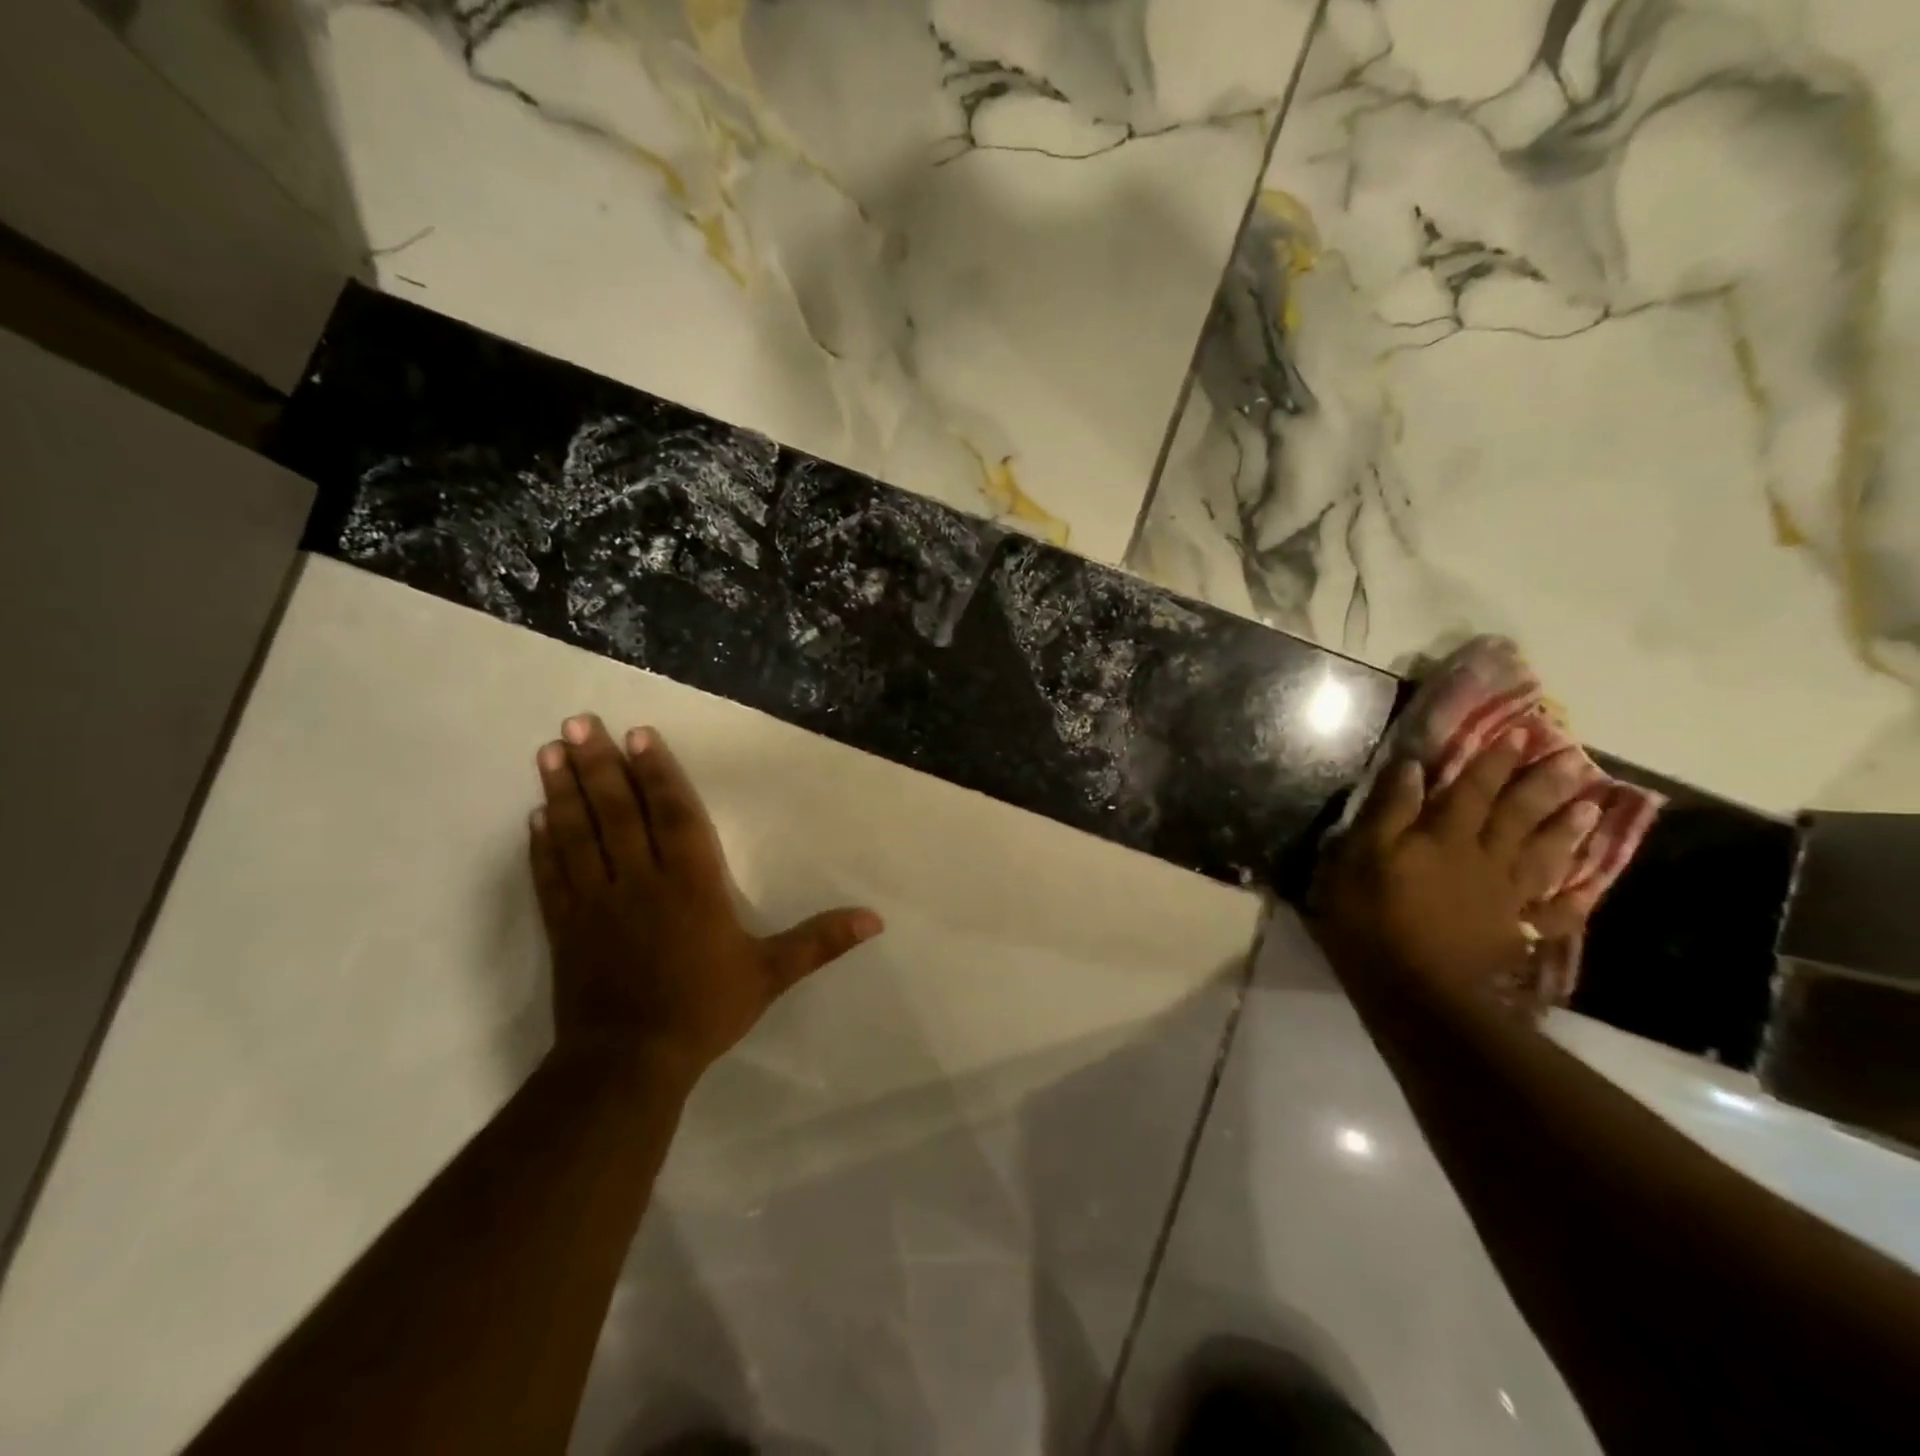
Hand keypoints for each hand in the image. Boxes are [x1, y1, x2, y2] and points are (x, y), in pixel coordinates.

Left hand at [528, 714, 882, 1086]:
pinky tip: (535, 816)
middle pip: (617, 811)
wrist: (629, 1062)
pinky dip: (541, 844)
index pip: (672, 815)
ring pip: (578, 833)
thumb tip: (875, 919)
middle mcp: (640, 880)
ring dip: (564, 790)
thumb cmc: (704, 1009)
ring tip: (550, 750)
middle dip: (599, 764)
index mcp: (691, 883)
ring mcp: (596, 901)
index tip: (637, 734)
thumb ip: (820, 941)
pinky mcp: (566, 926)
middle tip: (579, 721)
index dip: (656, 772)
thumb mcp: (770, 974)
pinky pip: (551, 875)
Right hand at [1309, 732, 1598, 1015]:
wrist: (1415, 992)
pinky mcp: (1513, 935)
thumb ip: (1387, 812)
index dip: (1494, 761)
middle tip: (1573, 760)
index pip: (1471, 789)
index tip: (1523, 733)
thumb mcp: (1358, 857)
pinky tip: (1592, 886)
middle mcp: (1483, 859)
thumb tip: (1411, 768)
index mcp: (1443, 837)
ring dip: (1566, 829)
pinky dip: (1574, 898)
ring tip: (1592, 806)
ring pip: (1543, 856)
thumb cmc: (1372, 918)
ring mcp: (1504, 899)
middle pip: (1517, 816)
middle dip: (1541, 785)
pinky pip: (1552, 913)